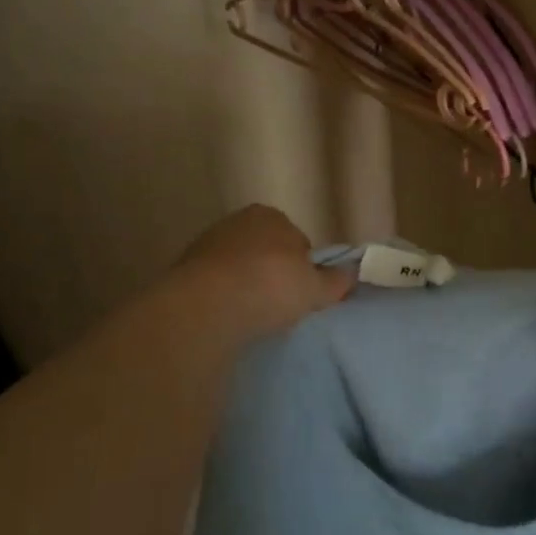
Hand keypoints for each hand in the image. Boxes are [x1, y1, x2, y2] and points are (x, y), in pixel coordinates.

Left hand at [172, 205, 354, 338]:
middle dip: (271, 272)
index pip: (296, 240)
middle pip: (264, 251)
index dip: (303, 267)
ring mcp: (206, 244)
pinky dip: (222, 298)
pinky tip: (228, 319)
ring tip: (252, 317)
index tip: (302, 292)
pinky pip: (214, 285)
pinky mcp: (182, 270)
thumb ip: (336, 281)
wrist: (206, 307)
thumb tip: (353, 274)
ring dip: (244, 285)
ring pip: (237, 267)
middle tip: (279, 305)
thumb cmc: (270, 286)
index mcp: (271, 215)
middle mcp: (236, 221)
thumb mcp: (315, 288)